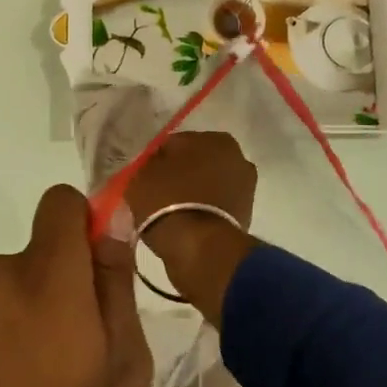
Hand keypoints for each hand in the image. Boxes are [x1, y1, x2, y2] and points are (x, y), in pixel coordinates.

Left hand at [0, 184, 150, 386]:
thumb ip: (117, 289)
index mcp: (46, 278)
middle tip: (95, 349)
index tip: (108, 270)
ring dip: (46, 310)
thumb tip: (113, 228)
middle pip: (47, 248)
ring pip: (24, 283)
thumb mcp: (125, 373)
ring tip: (62, 382)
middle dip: (74, 279)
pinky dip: (18, 332)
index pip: (62, 203)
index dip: (90, 222)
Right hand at [124, 131, 257, 324]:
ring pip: (206, 184)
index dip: (156, 160)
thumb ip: (147, 164)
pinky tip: (184, 223)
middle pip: (196, 163)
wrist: (199, 248)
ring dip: (192, 193)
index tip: (144, 177)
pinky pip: (213, 206)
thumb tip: (153, 167)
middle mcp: (237, 157)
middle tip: (156, 193)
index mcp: (214, 138)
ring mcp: (245, 187)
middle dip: (179, 174)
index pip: (175, 144)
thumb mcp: (140, 175)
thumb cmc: (167, 201)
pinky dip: (201, 210)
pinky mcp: (246, 215)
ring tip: (169, 211)